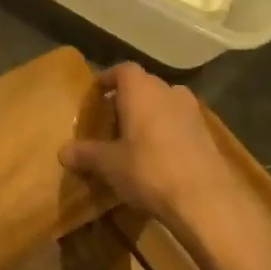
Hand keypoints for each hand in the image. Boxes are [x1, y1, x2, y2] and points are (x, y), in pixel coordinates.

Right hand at [59, 63, 241, 227]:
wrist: (206, 199)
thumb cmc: (149, 170)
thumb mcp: (109, 165)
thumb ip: (86, 154)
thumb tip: (63, 152)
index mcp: (141, 90)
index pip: (122, 70)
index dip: (108, 79)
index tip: (97, 93)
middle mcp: (168, 91)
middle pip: (145, 85)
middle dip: (128, 98)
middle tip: (112, 118)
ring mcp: (192, 111)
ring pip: (165, 103)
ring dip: (151, 114)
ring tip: (135, 137)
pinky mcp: (207, 134)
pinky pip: (180, 122)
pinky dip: (168, 130)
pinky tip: (160, 154)